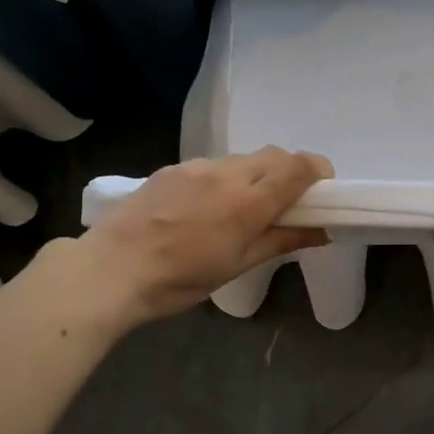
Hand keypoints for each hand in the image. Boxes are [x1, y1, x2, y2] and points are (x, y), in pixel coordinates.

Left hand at [75, 147, 333, 326]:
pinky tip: (207, 207)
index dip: (319, 172)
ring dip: (256, 174)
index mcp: (249, 201)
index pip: (298, 167)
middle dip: (290, 171)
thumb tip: (323, 231)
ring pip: (243, 158)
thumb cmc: (181, 278)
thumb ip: (282, 240)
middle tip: (288, 202)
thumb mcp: (238, 265)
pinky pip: (213, 164)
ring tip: (242, 208)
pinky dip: (226, 178)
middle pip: (274, 155)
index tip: (322, 191)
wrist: (110, 269)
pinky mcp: (172, 168)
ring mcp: (197, 167)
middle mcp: (227, 173)